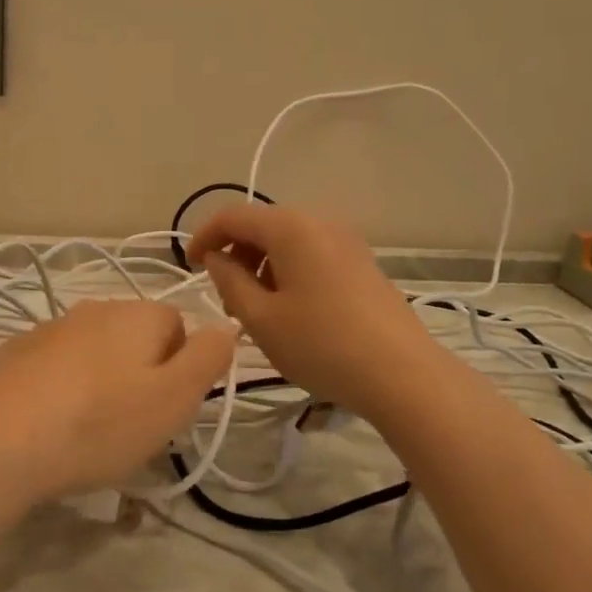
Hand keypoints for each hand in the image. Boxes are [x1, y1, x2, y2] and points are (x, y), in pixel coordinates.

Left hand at [0, 299, 236, 504]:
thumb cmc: (100, 424)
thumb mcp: (174, 399)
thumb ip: (208, 357)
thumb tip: (225, 325)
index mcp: (137, 314)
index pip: (178, 327)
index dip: (179, 369)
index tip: (163, 408)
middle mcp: (93, 308)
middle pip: (134, 338)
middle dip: (139, 375)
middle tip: (129, 424)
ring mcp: (48, 328)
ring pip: (92, 353)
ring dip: (98, 382)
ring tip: (86, 431)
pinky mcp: (12, 354)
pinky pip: (53, 368)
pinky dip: (58, 389)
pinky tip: (48, 426)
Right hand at [187, 203, 438, 422]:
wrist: (402, 374)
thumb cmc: (321, 345)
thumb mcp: (260, 317)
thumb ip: (228, 280)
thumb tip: (217, 257)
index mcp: (291, 228)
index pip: (232, 217)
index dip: (204, 237)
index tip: (189, 267)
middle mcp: (320, 222)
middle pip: (262, 226)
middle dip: (235, 255)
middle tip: (227, 299)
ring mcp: (347, 241)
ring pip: (288, 242)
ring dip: (261, 266)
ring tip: (257, 310)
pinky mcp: (362, 263)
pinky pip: (311, 255)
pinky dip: (288, 272)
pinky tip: (290, 311)